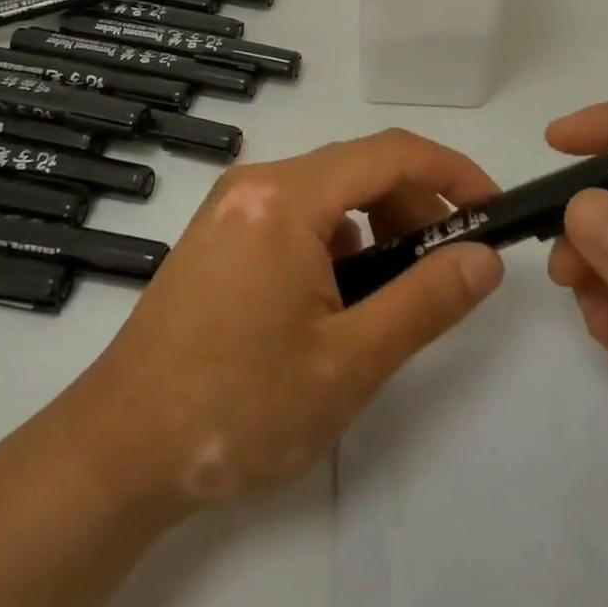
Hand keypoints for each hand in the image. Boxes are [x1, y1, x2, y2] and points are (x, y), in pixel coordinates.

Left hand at [69, 130, 505, 514]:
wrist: (116, 453)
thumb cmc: (237, 408)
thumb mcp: (349, 362)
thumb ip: (426, 301)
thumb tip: (484, 258)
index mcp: (286, 197)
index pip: (390, 153)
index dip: (451, 170)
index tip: (491, 205)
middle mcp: (257, 182)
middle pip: (359, 167)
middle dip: (415, 204)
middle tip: (448, 261)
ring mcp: (233, 206)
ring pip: (329, 191)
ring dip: (377, 223)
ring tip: (394, 287)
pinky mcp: (220, 233)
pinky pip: (298, 213)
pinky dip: (337, 238)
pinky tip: (338, 294)